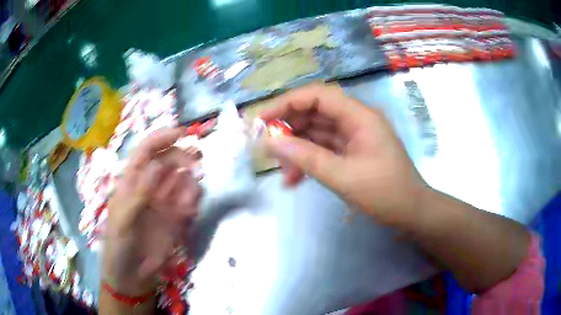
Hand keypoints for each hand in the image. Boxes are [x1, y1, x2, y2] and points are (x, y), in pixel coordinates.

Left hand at [103, 128, 201, 295]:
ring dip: (189, 182)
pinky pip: (189, 202)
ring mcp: (164, 202)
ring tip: (187, 200)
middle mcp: (150, 186)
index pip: (147, 150)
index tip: (183, 133)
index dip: (163, 138)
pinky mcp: (176, 218)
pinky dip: (193, 201)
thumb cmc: (119, 244)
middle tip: (196, 165)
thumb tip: (158, 165)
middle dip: (183, 158)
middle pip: (169, 161)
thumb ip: (139, 193)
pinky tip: (189, 211)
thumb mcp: (123, 219)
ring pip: (182, 180)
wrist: (132, 275)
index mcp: (132, 180)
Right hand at [261, 83, 425, 226]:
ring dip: (297, 150)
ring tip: (281, 173)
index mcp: (359, 116)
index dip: (287, 103)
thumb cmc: (385, 193)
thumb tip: (271, 142)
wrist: (411, 213)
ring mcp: (353, 137)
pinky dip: (308, 162)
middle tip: (266, 148)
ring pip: (316, 134)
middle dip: (289, 129)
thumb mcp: (343, 176)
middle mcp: (355, 120)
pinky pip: (324, 150)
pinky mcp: (351, 153)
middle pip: (314, 113)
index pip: (317, 96)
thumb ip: (306, 157)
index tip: (262, 119)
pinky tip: (294, 180)